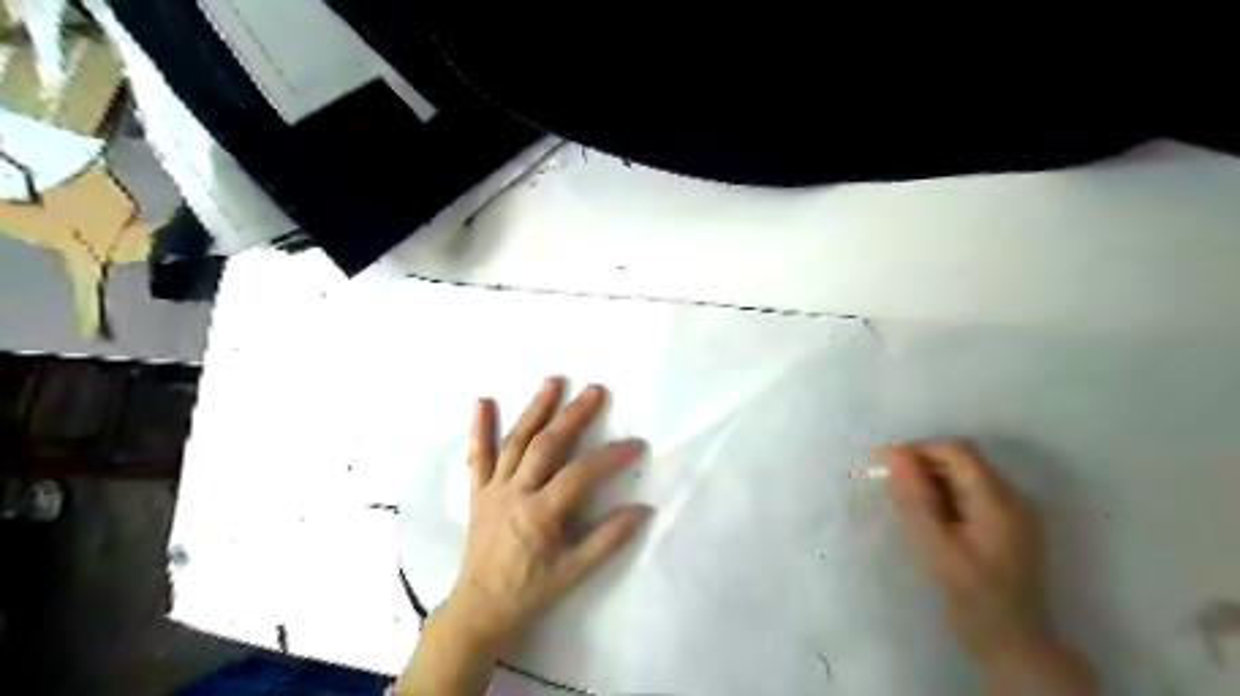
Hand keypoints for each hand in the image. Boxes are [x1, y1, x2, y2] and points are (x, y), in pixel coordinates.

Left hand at [448, 375, 657, 646]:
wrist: (480, 607)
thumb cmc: (530, 590)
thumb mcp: (575, 572)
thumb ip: (608, 538)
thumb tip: (643, 509)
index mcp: (540, 514)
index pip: (580, 475)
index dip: (609, 456)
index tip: (635, 443)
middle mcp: (515, 493)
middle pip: (546, 445)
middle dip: (572, 416)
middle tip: (594, 390)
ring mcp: (493, 488)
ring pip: (515, 441)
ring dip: (535, 409)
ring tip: (552, 381)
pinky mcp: (478, 491)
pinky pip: (477, 456)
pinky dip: (479, 428)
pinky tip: (482, 401)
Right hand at [874, 441, 1048, 663]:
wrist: (1014, 645)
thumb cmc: (973, 598)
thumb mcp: (938, 547)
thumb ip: (916, 498)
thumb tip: (895, 455)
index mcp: (1000, 501)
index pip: (956, 451)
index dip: (917, 449)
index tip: (882, 462)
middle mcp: (1013, 498)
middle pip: (962, 460)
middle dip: (922, 464)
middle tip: (887, 483)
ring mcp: (1014, 512)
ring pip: (965, 476)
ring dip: (931, 480)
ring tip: (902, 502)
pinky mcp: (1007, 525)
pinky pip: (971, 494)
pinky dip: (944, 496)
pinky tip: (926, 516)